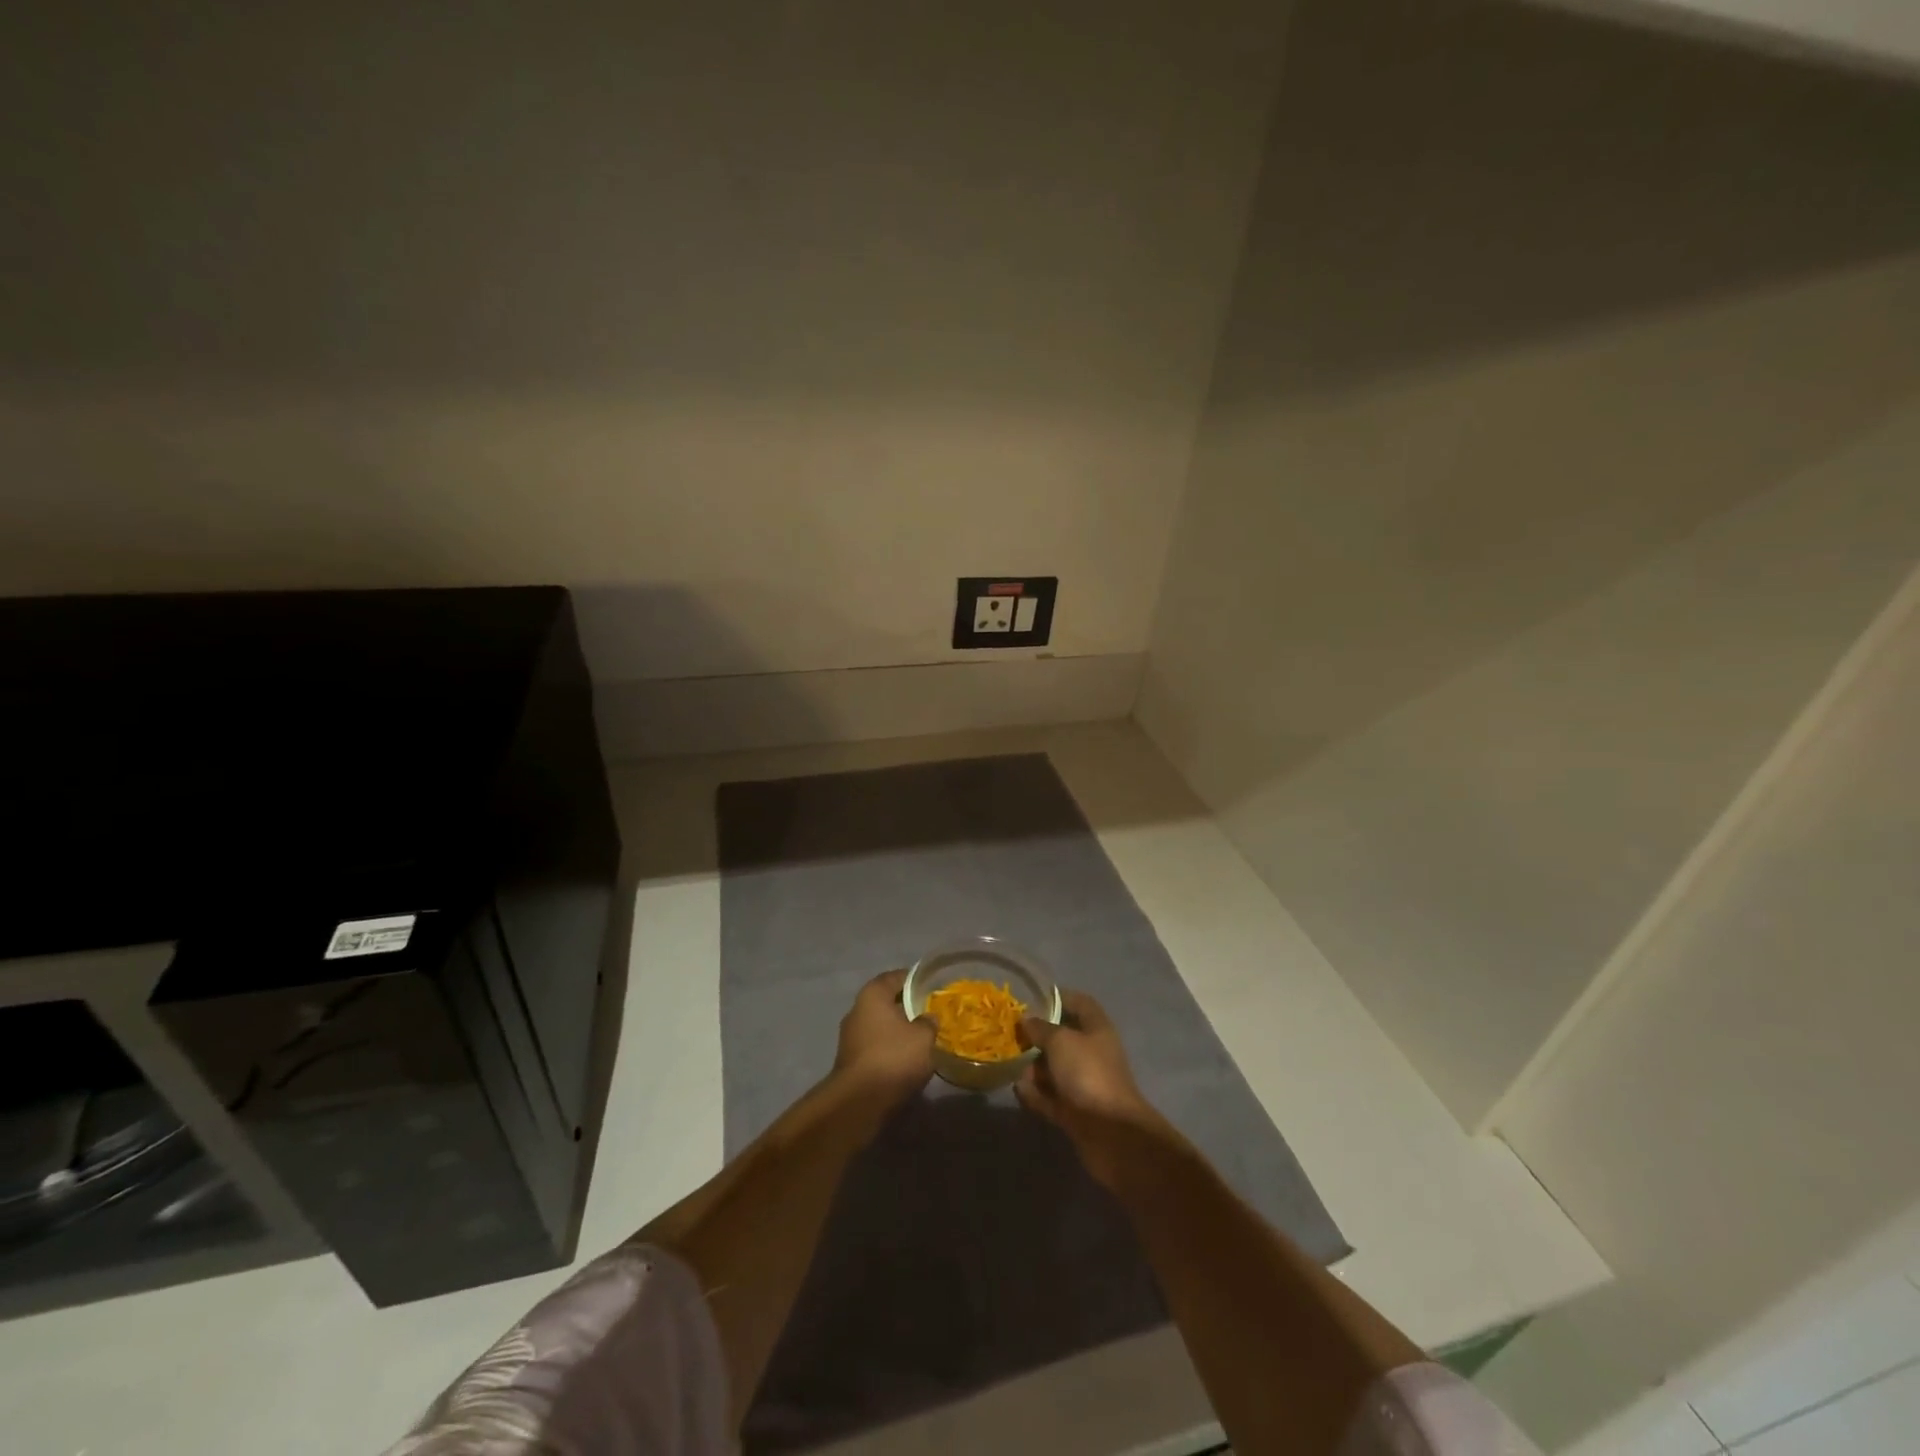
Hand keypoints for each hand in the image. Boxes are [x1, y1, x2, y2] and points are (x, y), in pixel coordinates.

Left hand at [832, 969, 935, 1100]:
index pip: (895, 977)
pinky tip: (907, 1058)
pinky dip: (890, 1049)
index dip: (914, 979)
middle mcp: (857, 1010)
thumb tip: (928, 1018)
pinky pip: (876, 1046)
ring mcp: (850, 1037)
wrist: (860, 1102)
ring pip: (880, 1026)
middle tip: (930, 1012)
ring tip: (922, 1038)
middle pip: (886, 1002)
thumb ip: (929, 1022)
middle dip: (906, 1007)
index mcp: (872, 995)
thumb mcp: (923, 1036)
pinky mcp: (851, 1062)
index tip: (931, 986)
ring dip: (898, 1031)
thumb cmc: (894, 1057)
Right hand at [1015, 991, 1166, 1185]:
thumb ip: (1041, 1028)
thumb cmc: (1088, 1074)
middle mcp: (1092, 1054)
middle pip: (1063, 1038)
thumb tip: (1027, 1020)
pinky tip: (1019, 1090)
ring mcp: (1084, 1084)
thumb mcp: (1061, 1041)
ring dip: (1034, 1068)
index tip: (1033, 998)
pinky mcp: (1075, 1112)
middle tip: (1013, 1036)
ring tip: (1014, 1067)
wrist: (1111, 1134)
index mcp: (1097, 1030)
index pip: (1080, 1003)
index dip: (1059, 997)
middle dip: (1038, 1037)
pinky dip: (1036, 1094)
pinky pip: (1050, 1097)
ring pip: (1054, 1069)